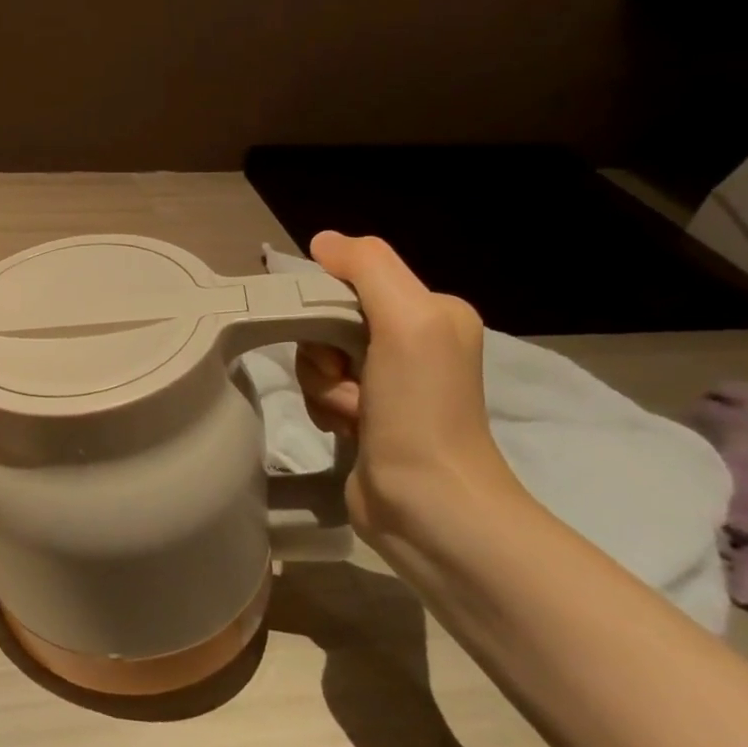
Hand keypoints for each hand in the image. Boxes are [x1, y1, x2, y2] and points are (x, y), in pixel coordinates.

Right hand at [294, 232, 521, 537]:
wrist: (428, 505)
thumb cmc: (421, 409)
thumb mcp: (408, 320)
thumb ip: (368, 268)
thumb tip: (322, 241)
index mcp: (431, 312)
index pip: (351, 281)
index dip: (327, 305)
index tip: (336, 339)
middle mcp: (411, 342)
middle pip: (327, 321)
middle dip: (324, 353)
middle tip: (350, 381)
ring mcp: (386, 383)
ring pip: (316, 358)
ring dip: (323, 386)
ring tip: (353, 414)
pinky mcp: (364, 417)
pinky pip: (318, 391)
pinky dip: (324, 408)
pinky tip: (347, 430)